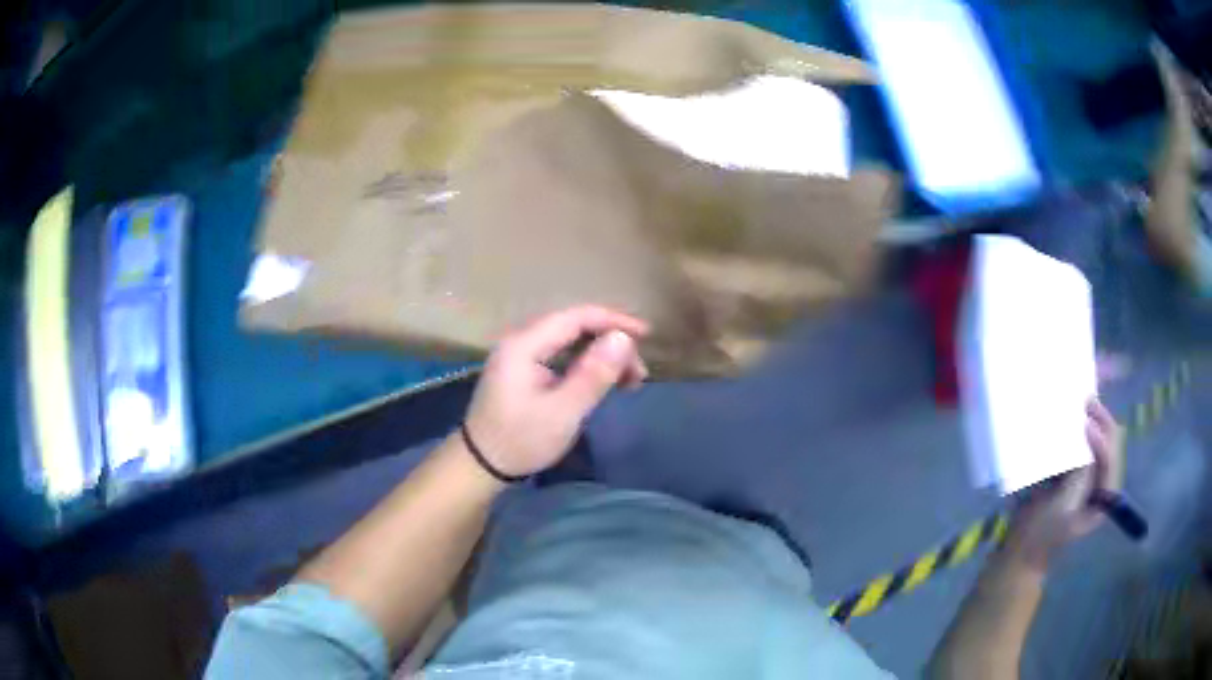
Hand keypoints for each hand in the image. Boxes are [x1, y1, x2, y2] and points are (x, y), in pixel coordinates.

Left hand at [462, 306, 648, 477]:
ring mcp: (520, 355)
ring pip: (569, 341)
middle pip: (574, 327)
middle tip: (638, 371)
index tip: (646, 335)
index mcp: (524, 344)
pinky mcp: (523, 370)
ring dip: (600, 355)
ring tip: (628, 380)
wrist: (481, 465)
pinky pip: (561, 355)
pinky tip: (603, 382)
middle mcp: (521, 341)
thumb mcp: (563, 412)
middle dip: (610, 343)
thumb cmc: (521, 440)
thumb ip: (594, 374)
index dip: (614, 321)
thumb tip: (624, 338)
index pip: (576, 317)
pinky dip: (585, 365)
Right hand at [1004, 399, 1124, 572]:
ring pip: (1097, 443)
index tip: (1087, 421)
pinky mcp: (1072, 476)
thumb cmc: (1041, 536)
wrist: (1019, 554)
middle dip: (1102, 423)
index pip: (1111, 460)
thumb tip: (1087, 441)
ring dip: (1092, 423)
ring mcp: (1087, 480)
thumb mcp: (1061, 509)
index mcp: (1104, 499)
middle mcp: (1101, 486)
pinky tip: (1071, 421)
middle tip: (1088, 401)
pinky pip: (1081, 448)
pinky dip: (1078, 433)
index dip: (1103, 438)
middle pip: (1110, 446)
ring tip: (1082, 405)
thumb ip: (1079, 476)